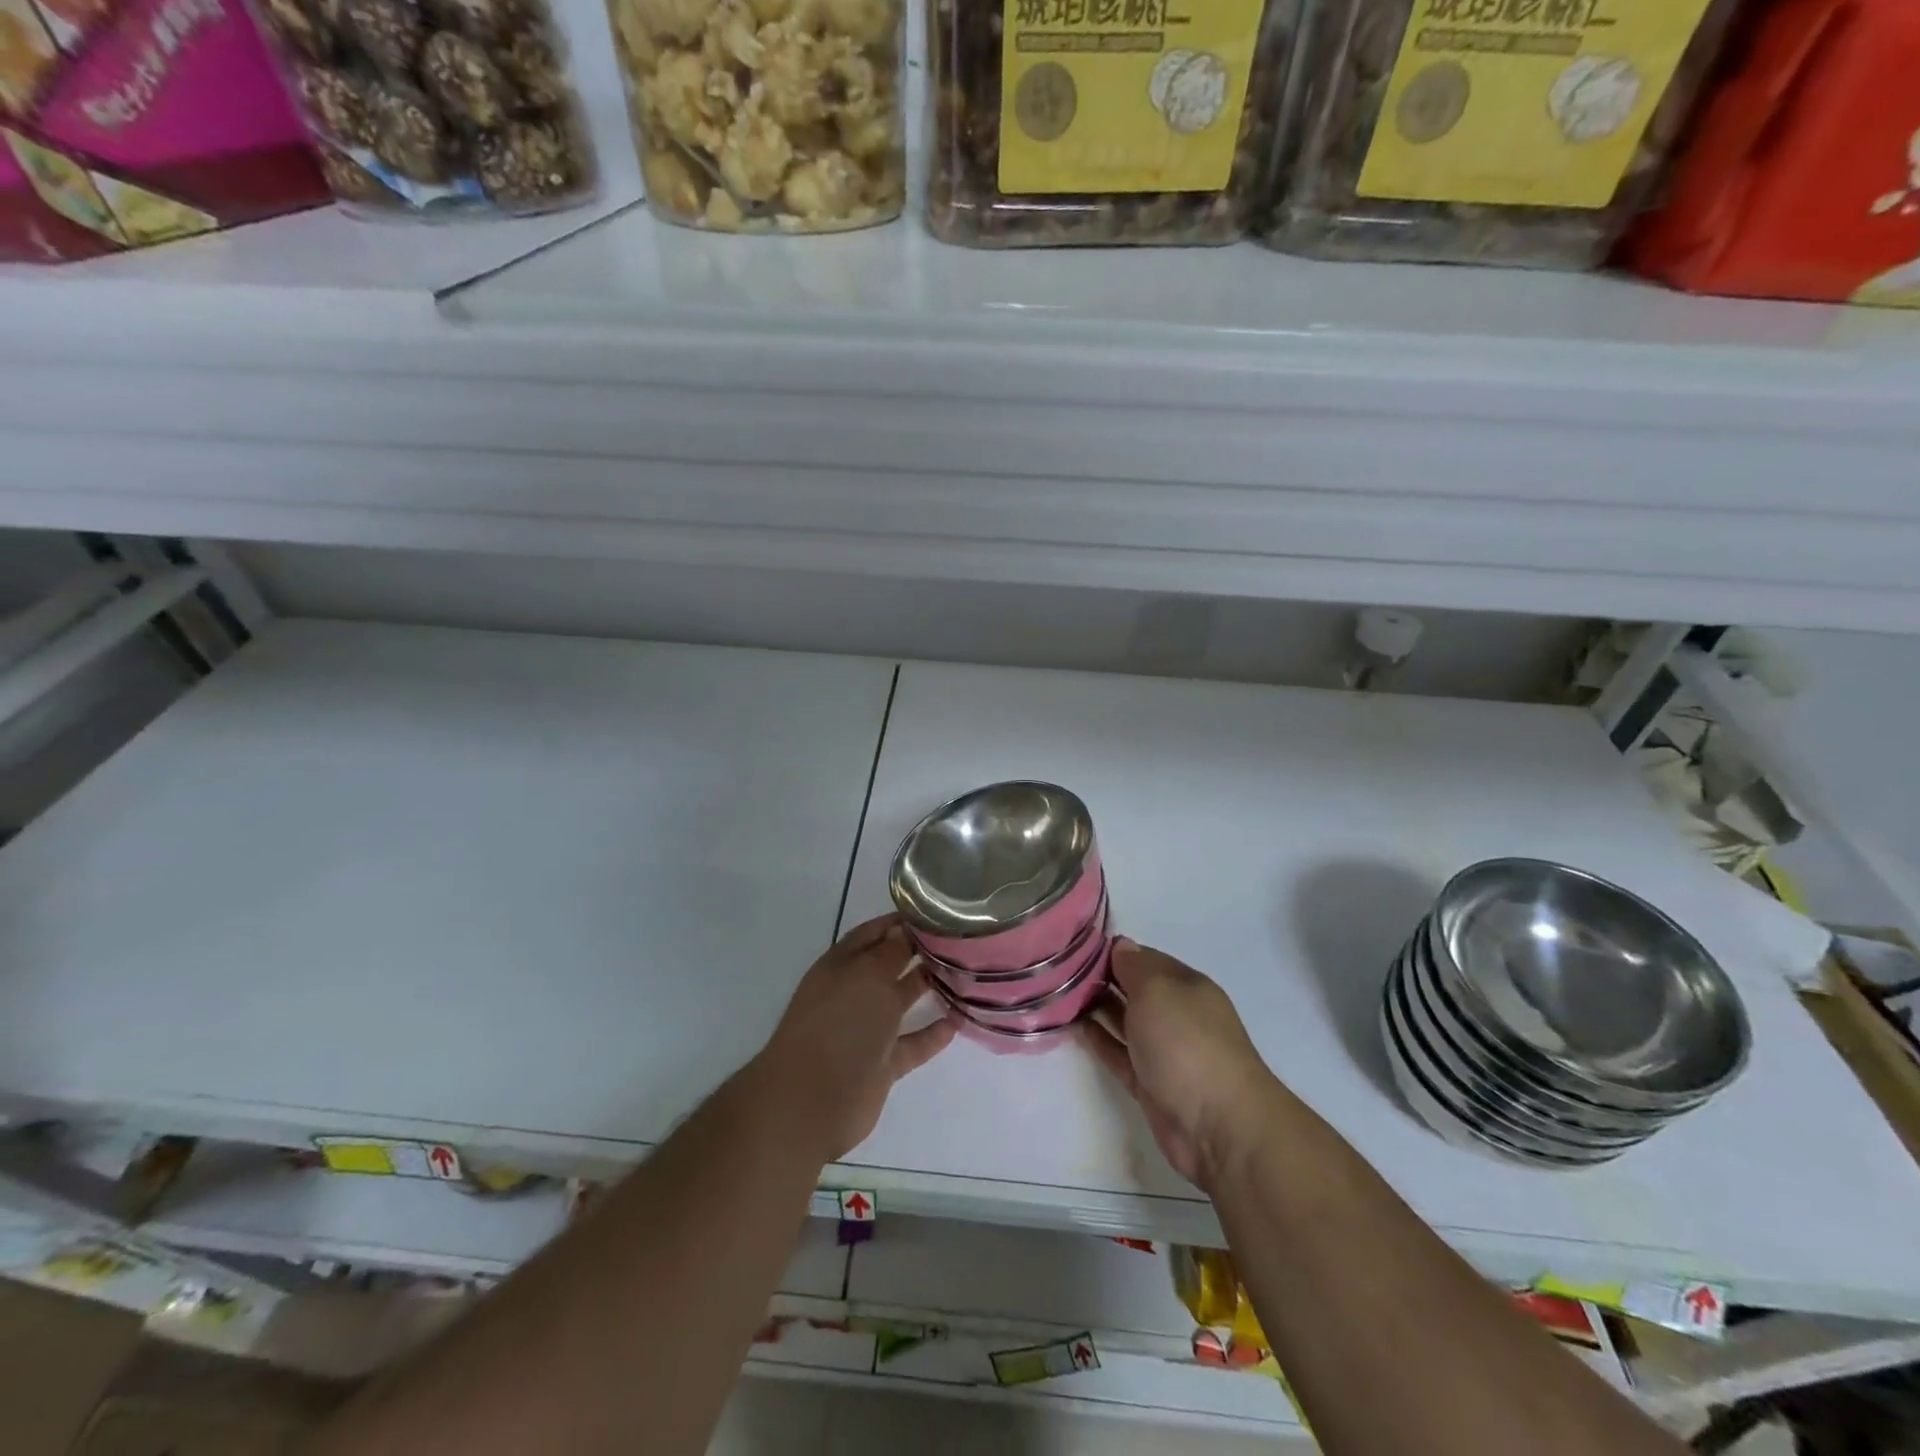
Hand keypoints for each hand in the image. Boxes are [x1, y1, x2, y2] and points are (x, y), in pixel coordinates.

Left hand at [755, 914, 956, 1162]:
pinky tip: (958, 1021)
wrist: (811, 1102)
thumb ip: (891, 951)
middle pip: (889, 965)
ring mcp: (866, 1030)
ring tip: (964, 975)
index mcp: (841, 966)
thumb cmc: (840, 1025)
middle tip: (957, 941)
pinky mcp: (880, 1064)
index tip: (934, 914)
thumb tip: (905, 929)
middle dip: (918, 952)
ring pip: (900, 1003)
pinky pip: (911, 1043)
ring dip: (927, 989)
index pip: (872, 933)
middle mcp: (852, 993)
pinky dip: (932, 1034)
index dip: (898, 922)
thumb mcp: (868, 977)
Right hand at [1081, 939, 1278, 1188]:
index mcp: (1186, 986)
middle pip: (1133, 989)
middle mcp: (1176, 1014)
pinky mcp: (1149, 1083)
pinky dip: (1098, 1040)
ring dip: (1095, 1008)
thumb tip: (1121, 946)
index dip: (1113, 951)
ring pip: (1123, 1021)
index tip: (1077, 948)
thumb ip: (1134, 966)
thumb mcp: (1158, 990)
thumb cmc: (1187, 1043)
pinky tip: (1073, 1027)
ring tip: (1057, 995)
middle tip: (1058, 970)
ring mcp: (1163, 1051)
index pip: (1145, 958)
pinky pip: (1118, 1053)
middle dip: (1101, 979)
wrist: (1218, 1126)